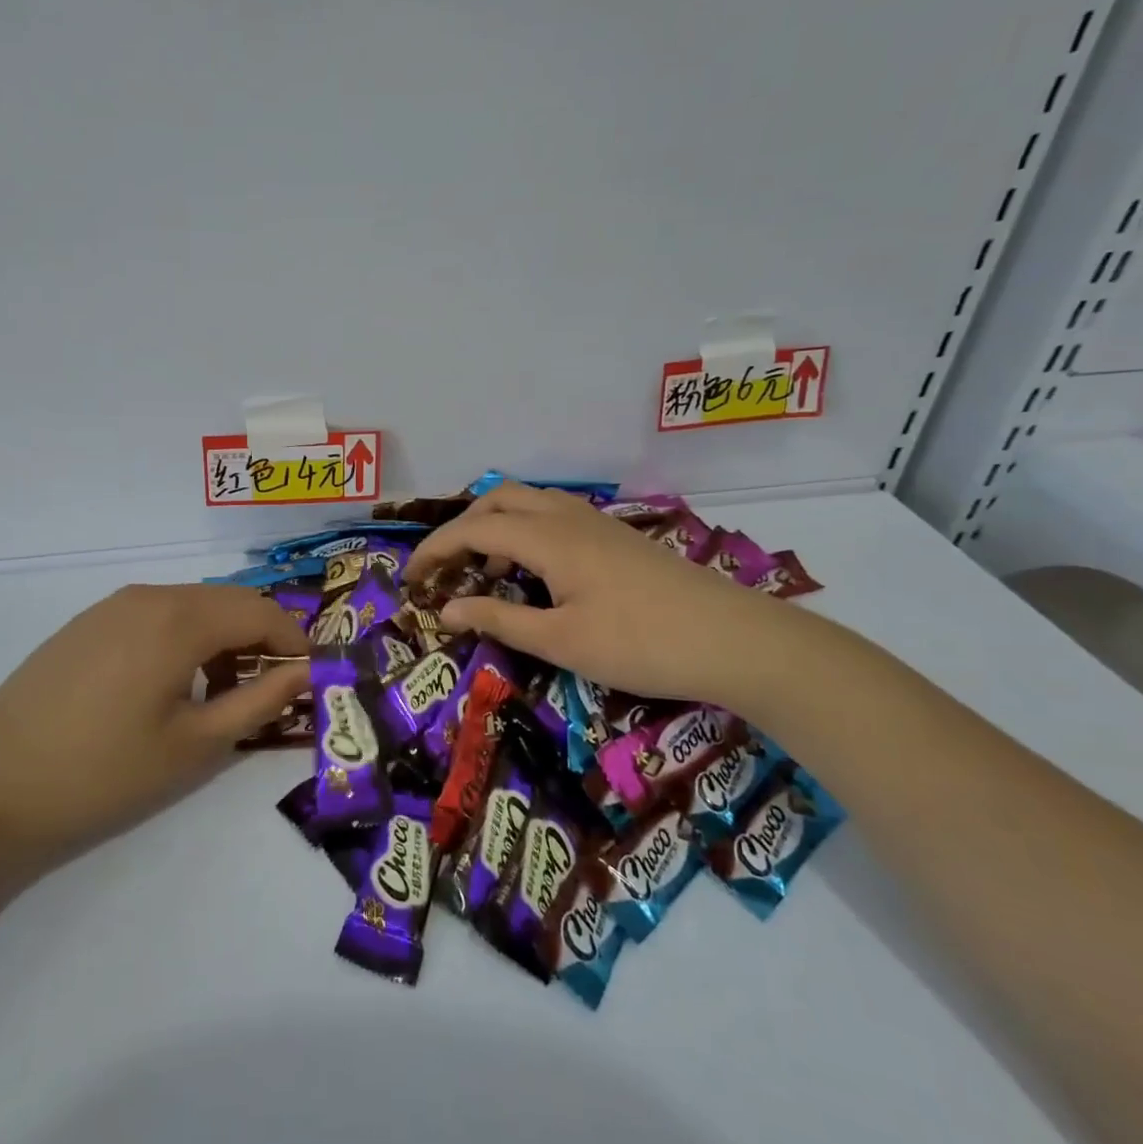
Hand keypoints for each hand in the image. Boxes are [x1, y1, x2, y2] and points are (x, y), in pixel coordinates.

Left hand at [0, 584, 309, 878]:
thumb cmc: (103, 773)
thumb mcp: (195, 745)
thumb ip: (260, 701)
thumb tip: (309, 673)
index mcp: (180, 619)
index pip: (262, 611)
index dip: (294, 641)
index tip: (310, 679)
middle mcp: (149, 595)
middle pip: (229, 601)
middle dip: (261, 638)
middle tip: (271, 689)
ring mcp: (112, 605)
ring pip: (192, 604)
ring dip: (223, 637)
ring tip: (222, 692)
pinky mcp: (86, 623)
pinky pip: (156, 613)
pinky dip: (184, 637)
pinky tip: (171, 684)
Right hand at [404, 484, 794, 710]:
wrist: (733, 639)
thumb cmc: (640, 643)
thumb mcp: (560, 641)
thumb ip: (499, 620)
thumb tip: (446, 611)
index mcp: (548, 537)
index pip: (473, 529)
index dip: (435, 550)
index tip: (409, 580)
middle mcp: (568, 517)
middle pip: (499, 500)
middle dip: (462, 527)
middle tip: (445, 568)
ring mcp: (597, 523)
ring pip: (530, 503)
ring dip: (496, 526)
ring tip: (485, 570)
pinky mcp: (617, 538)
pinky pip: (554, 517)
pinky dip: (526, 533)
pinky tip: (535, 572)